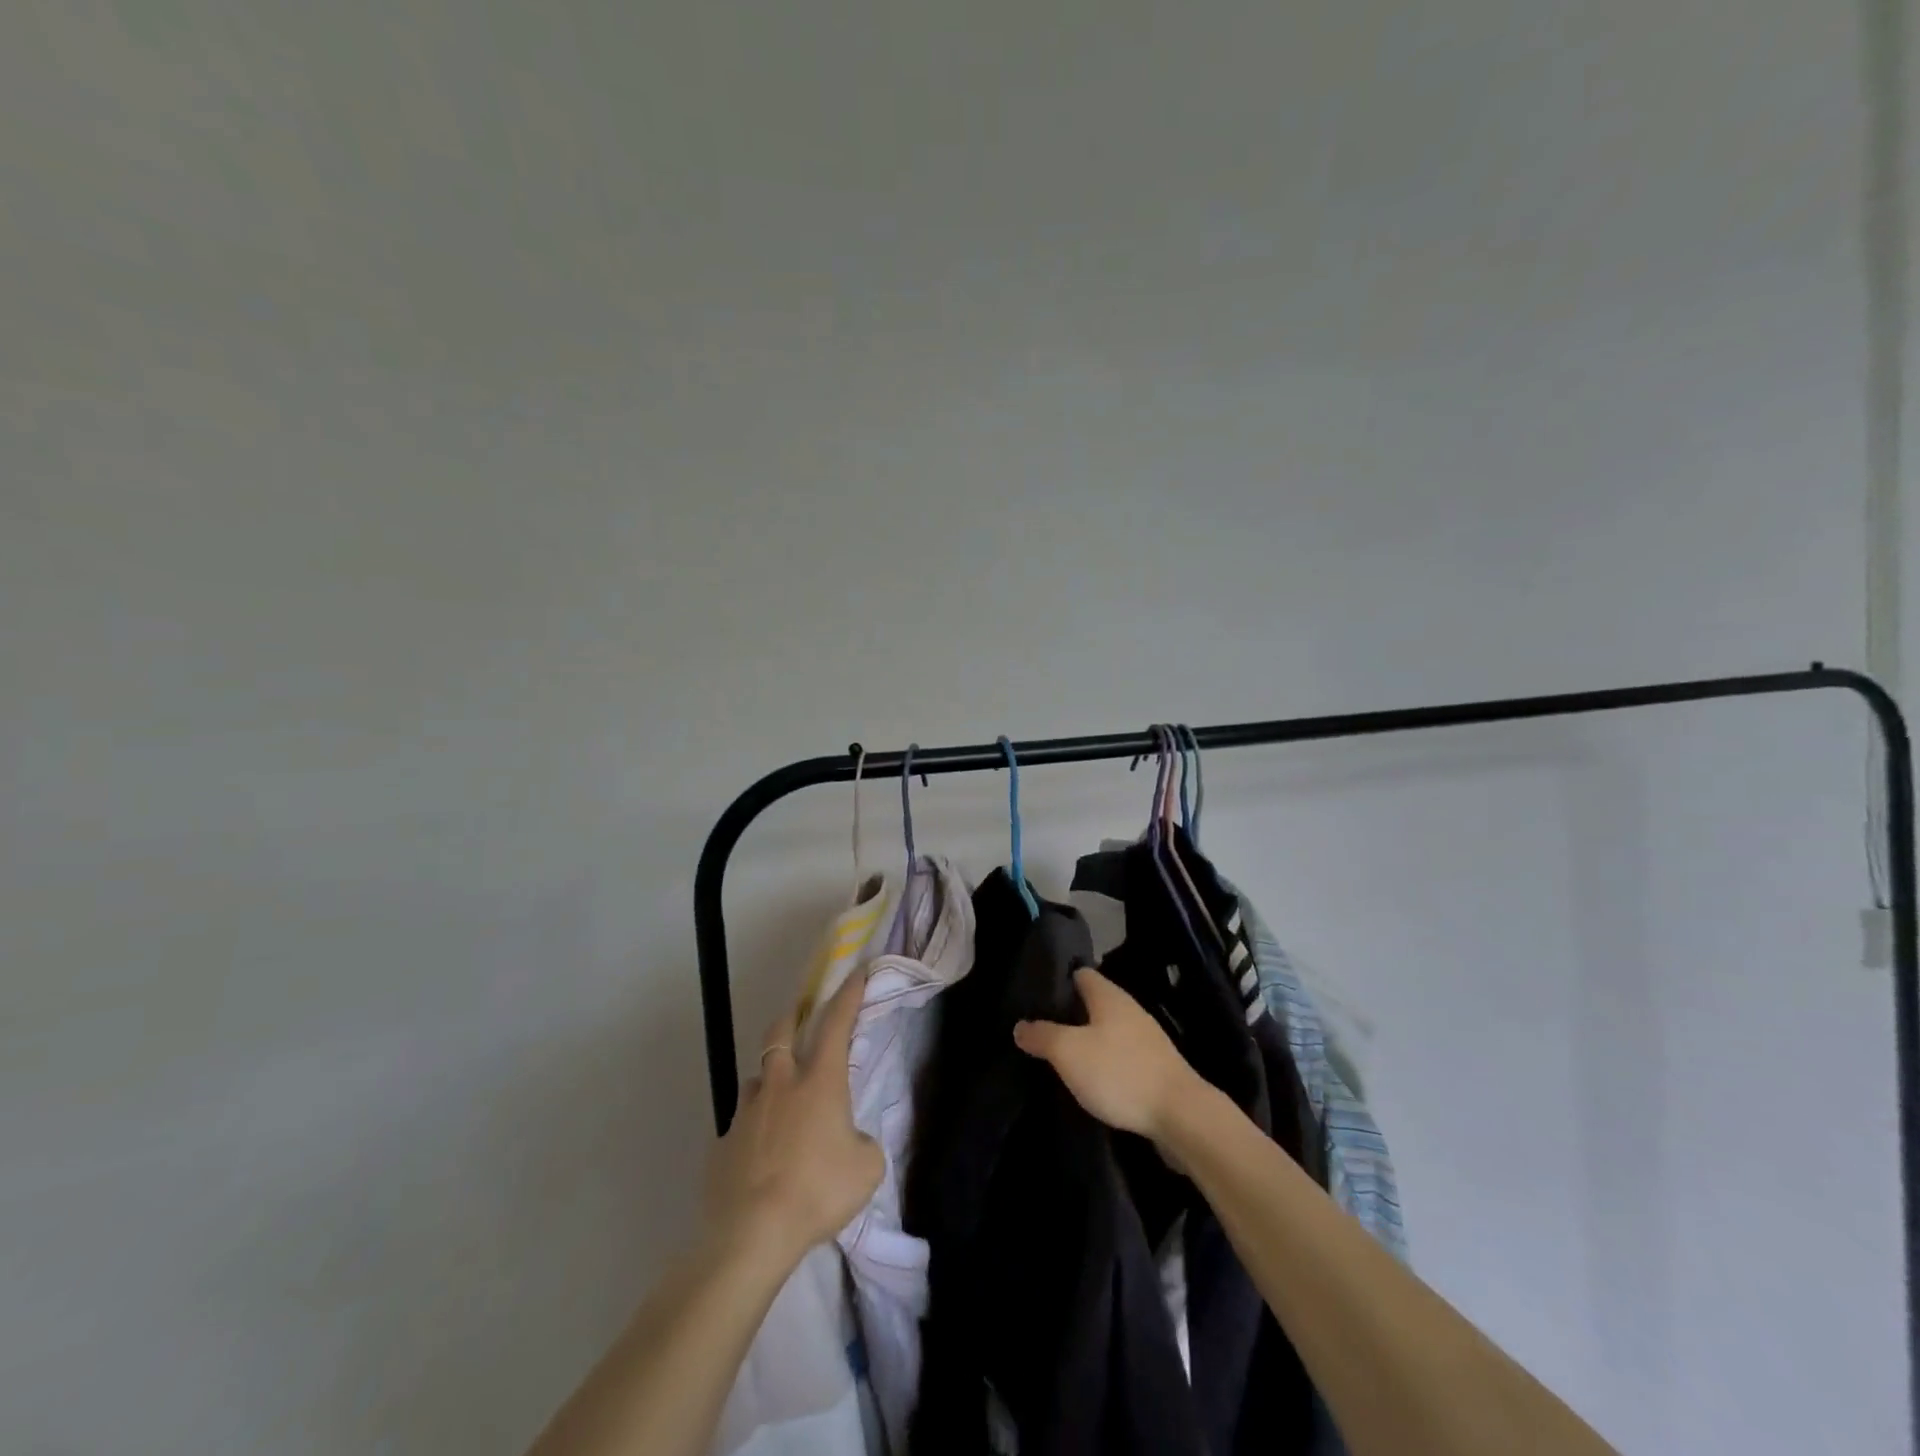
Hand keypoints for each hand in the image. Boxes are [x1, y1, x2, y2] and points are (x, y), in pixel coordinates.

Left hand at [704, 968, 883, 1270]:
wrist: (751, 1236)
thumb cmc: (817, 1192)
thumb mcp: (866, 1168)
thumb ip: (863, 1144)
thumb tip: (850, 1141)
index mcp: (820, 1081)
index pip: (836, 1023)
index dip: (848, 995)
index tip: (857, 973)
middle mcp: (781, 1084)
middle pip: (780, 1032)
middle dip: (793, 1017)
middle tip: (801, 1015)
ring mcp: (746, 1112)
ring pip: (756, 1078)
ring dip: (769, 1077)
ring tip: (779, 1097)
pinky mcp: (722, 1144)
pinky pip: (739, 1123)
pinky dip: (752, 1127)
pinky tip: (758, 1152)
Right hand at [1012, 966, 1203, 1141]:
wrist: (1181, 1116)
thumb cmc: (1120, 1073)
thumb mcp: (1069, 1052)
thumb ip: (1042, 1036)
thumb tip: (1020, 1025)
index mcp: (1109, 997)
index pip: (1080, 974)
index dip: (1058, 981)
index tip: (1034, 996)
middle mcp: (1129, 1010)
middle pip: (1094, 1003)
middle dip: (1069, 1014)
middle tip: (1040, 1030)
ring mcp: (1146, 1040)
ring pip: (1107, 1031)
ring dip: (1087, 1041)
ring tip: (1060, 1057)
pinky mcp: (1155, 1068)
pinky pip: (1121, 1057)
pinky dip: (1105, 1064)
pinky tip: (1091, 1082)